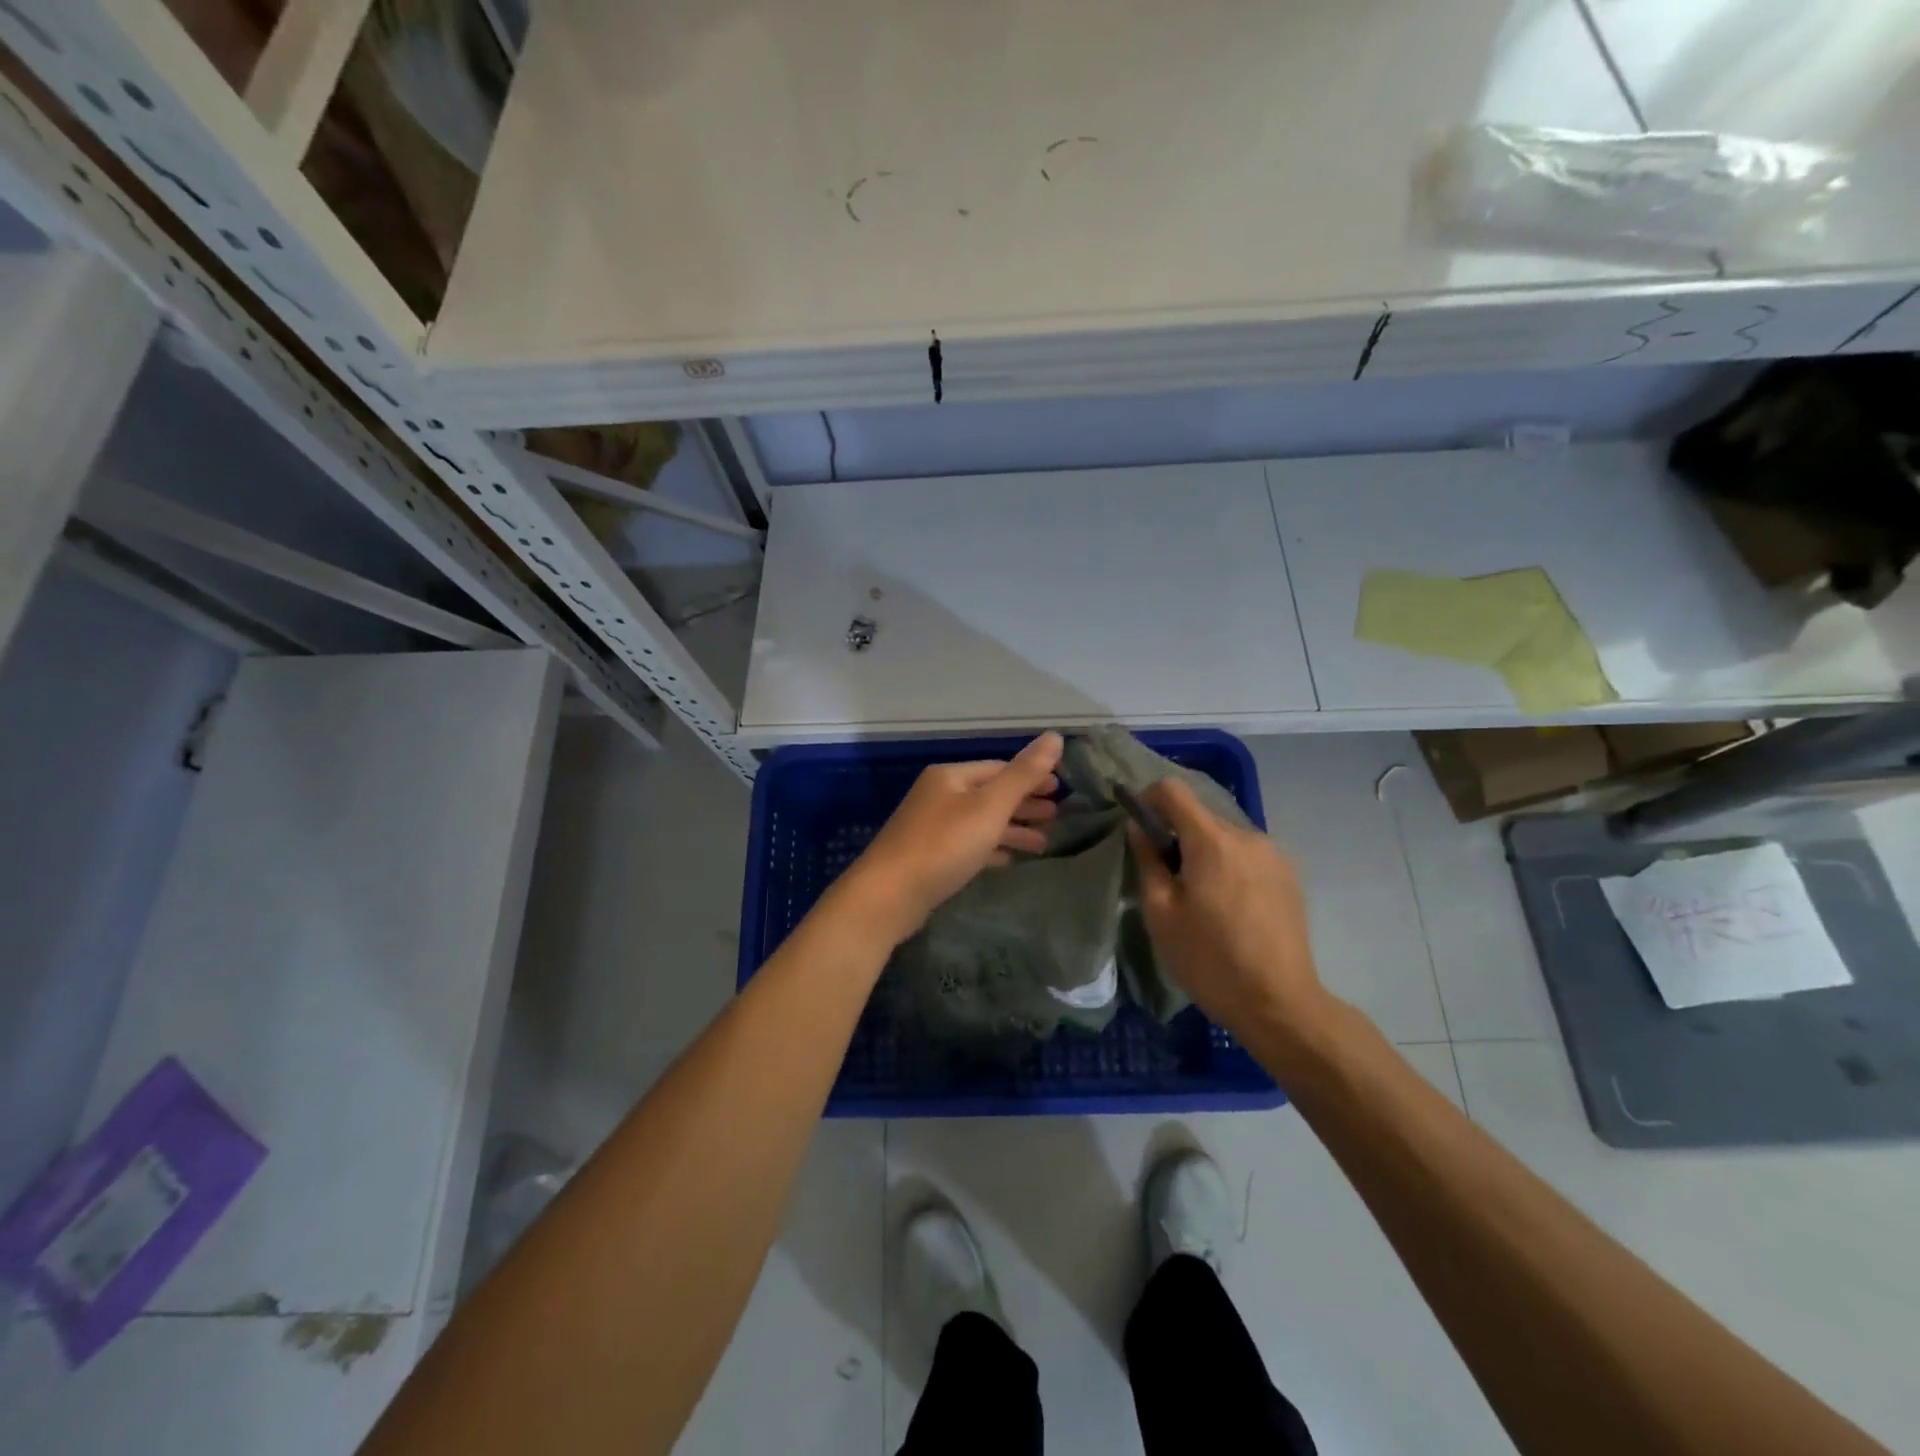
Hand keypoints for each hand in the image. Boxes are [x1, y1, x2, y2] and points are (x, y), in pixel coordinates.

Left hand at [838, 733, 1063, 945]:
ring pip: (981, 822)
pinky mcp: (929, 857)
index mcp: (950, 776)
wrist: (888, 895)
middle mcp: (939, 796)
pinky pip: (969, 845)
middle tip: (1057, 815)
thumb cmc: (943, 845)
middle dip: (1024, 804)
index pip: (999, 768)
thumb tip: (1055, 736)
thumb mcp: (989, 807)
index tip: (1061, 789)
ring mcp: (931, 827)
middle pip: (990, 794)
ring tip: (1044, 844)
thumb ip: (1023, 774)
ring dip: (1013, 829)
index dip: (1031, 776)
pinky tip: (1010, 860)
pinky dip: (992, 849)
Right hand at [1128, 778, 1329, 1039]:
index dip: (1148, 800)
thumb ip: (1148, 861)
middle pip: (1201, 816)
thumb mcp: (1161, 914)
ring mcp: (1274, 855)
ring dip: (1205, 853)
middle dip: (1177, 835)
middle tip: (1166, 878)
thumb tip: (1138, 828)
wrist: (1280, 1004)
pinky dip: (1229, 867)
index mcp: (1212, 841)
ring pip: (1225, 837)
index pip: (1174, 791)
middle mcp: (1248, 836)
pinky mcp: (1290, 877)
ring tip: (1200, 898)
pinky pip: (1248, 856)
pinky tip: (1229, 908)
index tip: (1139, 828)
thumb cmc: (1210, 960)